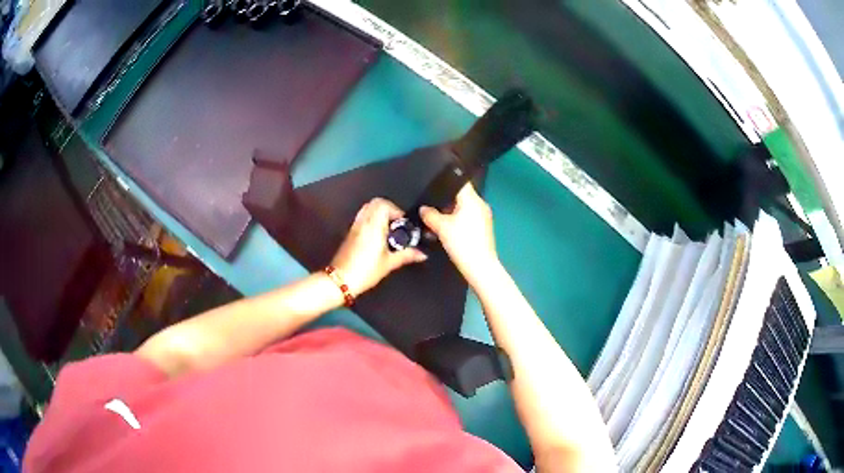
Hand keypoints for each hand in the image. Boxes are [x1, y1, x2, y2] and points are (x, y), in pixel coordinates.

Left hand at [330, 198, 427, 295]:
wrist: (341, 280)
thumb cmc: (365, 271)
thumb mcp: (389, 263)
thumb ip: (407, 255)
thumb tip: (422, 254)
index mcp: (374, 226)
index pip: (384, 204)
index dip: (396, 210)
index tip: (403, 223)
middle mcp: (363, 222)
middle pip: (375, 202)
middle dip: (388, 208)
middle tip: (396, 223)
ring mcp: (355, 226)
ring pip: (367, 208)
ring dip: (378, 213)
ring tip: (387, 228)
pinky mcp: (349, 233)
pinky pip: (361, 218)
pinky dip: (370, 219)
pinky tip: (377, 236)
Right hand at [420, 183, 498, 285]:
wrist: (480, 266)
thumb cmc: (462, 243)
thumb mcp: (441, 227)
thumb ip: (430, 215)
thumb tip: (423, 208)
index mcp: (473, 200)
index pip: (460, 182)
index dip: (446, 183)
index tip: (434, 188)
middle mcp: (481, 204)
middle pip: (461, 196)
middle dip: (446, 201)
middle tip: (431, 206)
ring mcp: (484, 216)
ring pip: (464, 207)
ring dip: (451, 212)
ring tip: (437, 220)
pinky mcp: (484, 227)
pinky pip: (468, 217)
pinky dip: (458, 220)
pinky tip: (448, 229)